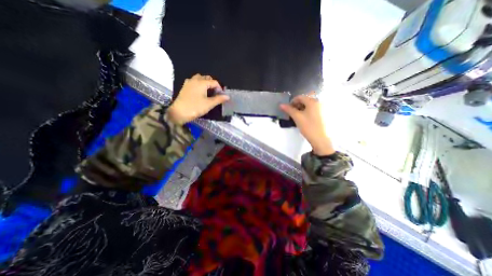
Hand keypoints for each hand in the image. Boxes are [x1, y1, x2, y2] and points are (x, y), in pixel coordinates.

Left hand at [168, 74, 228, 122]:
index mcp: (201, 82)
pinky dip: (199, 85)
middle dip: (213, 85)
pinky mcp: (185, 87)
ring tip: (208, 93)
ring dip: (206, 84)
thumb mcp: (209, 104)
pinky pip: (194, 82)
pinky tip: (200, 93)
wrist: (178, 113)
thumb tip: (227, 97)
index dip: (220, 88)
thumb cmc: (195, 108)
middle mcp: (195, 80)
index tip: (221, 96)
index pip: (214, 82)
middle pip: (207, 78)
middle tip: (215, 94)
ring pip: (200, 79)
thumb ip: (219, 99)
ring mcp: (188, 83)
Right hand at [278, 92, 335, 156]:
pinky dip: (307, 111)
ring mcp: (322, 108)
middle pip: (305, 100)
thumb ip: (289, 109)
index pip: (300, 97)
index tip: (288, 109)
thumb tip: (281, 105)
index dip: (292, 102)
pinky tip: (304, 119)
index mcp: (313, 101)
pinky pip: (313, 109)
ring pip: (309, 105)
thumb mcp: (297, 117)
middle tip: (292, 113)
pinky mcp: (323, 114)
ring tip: (297, 117)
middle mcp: (319, 102)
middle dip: (297, 105)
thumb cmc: (308, 126)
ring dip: (301, 108)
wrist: (320, 139)